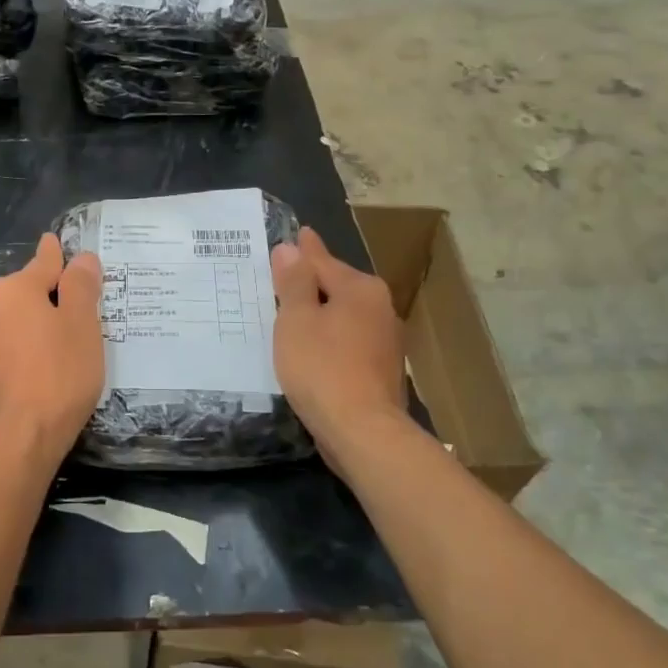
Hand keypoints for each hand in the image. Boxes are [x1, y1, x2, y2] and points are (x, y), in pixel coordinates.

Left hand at [0, 234, 103, 476]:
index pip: (44, 260)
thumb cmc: (57, 375)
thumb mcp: (82, 324)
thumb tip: (80, 258)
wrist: (17, 441)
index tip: (65, 248)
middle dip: (53, 295)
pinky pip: (11, 348)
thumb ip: (81, 286)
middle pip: (29, 291)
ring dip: (39, 324)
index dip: (62, 256)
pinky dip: (28, 348)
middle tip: (85, 307)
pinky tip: (45, 367)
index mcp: (14, 289)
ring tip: (67, 340)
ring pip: (18, 321)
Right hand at [271, 228, 407, 464]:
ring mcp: (386, 342)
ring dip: (320, 315)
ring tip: (292, 316)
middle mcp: (380, 308)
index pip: (322, 261)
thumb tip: (291, 248)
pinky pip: (348, 343)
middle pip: (336, 288)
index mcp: (361, 289)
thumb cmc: (322, 367)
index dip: (301, 251)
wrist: (363, 431)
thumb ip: (294, 282)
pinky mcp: (382, 371)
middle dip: (310, 284)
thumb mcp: (296, 320)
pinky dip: (329, 341)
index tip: (295, 235)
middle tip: (282, 279)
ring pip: (343, 317)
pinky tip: (312, 352)